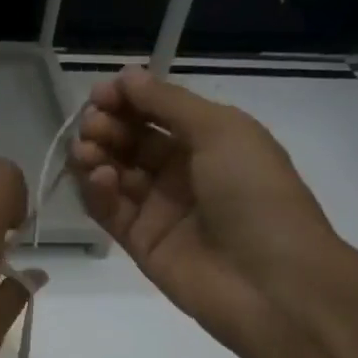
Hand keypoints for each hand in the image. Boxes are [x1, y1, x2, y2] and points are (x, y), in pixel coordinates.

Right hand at [70, 66, 344, 347]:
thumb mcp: (222, 131)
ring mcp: (159, 210)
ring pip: (115, 175)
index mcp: (211, 142)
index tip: (101, 93)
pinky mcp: (139, 243)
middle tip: (91, 124)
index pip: (158, 113)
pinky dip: (99, 191)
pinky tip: (100, 178)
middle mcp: (182, 173)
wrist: (270, 281)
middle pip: (132, 142)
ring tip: (87, 150)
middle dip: (108, 126)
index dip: (128, 100)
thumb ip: (169, 103)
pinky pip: (110, 211)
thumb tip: (127, 75)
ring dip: (97, 156)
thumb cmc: (255, 194)